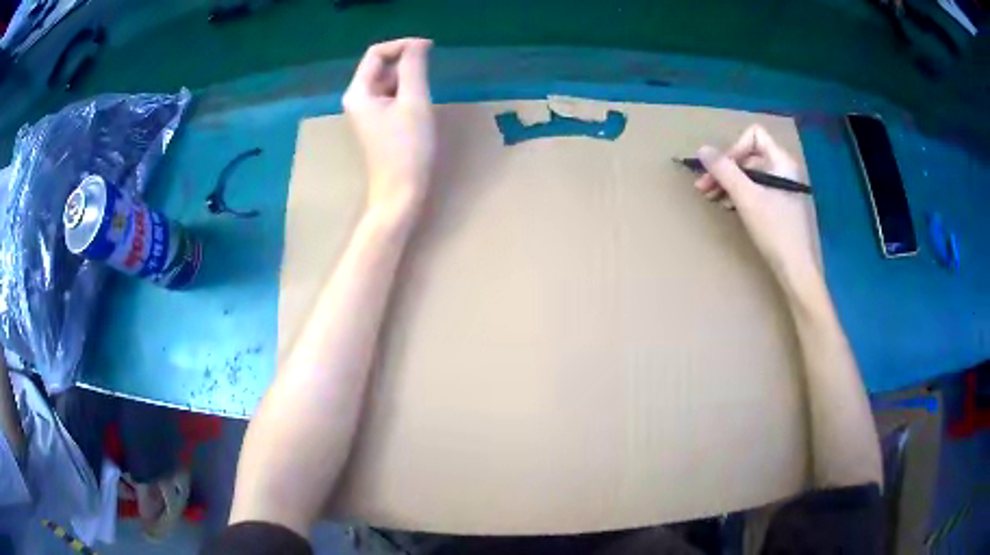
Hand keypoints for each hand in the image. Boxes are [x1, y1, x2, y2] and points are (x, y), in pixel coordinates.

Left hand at [343, 38, 435, 219]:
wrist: (400, 193)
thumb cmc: (408, 148)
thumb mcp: (414, 102)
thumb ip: (414, 68)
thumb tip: (418, 44)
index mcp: (358, 92)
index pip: (377, 53)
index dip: (403, 45)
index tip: (430, 48)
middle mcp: (357, 99)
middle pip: (380, 66)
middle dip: (406, 63)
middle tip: (430, 75)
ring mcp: (366, 112)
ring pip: (387, 82)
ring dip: (408, 79)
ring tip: (425, 96)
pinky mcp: (377, 123)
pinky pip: (390, 97)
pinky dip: (405, 94)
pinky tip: (418, 107)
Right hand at [694, 125, 819, 284]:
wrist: (795, 270)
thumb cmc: (774, 230)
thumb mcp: (746, 198)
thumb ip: (724, 171)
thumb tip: (702, 149)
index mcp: (781, 161)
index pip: (754, 135)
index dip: (734, 148)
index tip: (720, 170)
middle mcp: (783, 169)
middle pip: (749, 155)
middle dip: (725, 169)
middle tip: (703, 187)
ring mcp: (782, 188)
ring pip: (750, 173)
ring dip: (728, 182)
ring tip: (711, 197)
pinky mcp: (779, 205)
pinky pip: (755, 189)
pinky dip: (739, 194)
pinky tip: (727, 206)